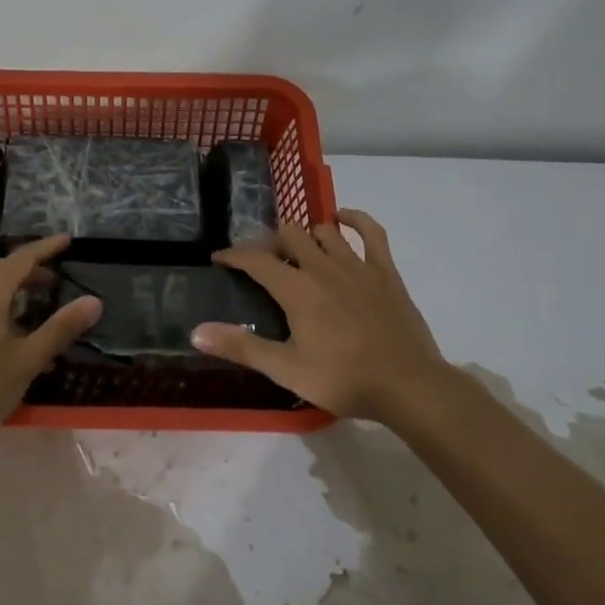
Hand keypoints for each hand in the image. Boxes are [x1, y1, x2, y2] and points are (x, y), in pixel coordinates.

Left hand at [0, 235, 100, 446]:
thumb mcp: (27, 360)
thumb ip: (60, 329)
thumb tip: (93, 301)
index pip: (20, 260)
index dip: (44, 248)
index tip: (66, 240)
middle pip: (2, 271)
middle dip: (30, 268)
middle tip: (55, 274)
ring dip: (14, 287)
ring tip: (37, 299)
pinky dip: (1, 304)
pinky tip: (11, 332)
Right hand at [192, 209, 447, 421]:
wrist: (408, 386)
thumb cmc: (344, 379)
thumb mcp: (286, 369)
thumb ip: (242, 347)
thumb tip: (196, 331)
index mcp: (297, 289)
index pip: (256, 259)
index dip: (234, 255)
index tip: (220, 259)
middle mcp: (323, 267)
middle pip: (289, 235)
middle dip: (270, 243)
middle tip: (263, 263)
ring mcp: (357, 265)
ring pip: (323, 231)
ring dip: (306, 236)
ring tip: (298, 251)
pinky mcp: (385, 271)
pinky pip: (370, 231)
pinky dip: (354, 219)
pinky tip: (342, 219)